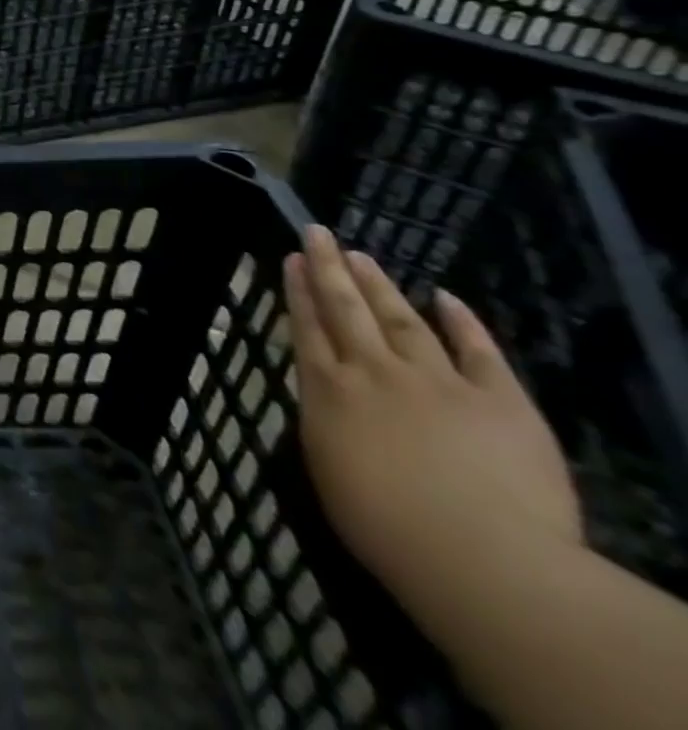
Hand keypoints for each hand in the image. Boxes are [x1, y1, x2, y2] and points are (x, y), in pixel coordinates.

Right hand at [284, 226, 580, 624]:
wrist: (480, 558)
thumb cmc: (385, 526)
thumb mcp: (327, 469)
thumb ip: (326, 421)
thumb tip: (328, 397)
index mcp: (329, 390)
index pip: (306, 327)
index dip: (297, 290)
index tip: (291, 258)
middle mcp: (374, 372)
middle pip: (345, 309)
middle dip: (329, 268)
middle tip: (317, 233)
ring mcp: (437, 381)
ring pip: (401, 319)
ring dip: (379, 285)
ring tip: (361, 255)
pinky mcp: (500, 401)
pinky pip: (479, 352)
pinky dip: (462, 321)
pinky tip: (446, 297)